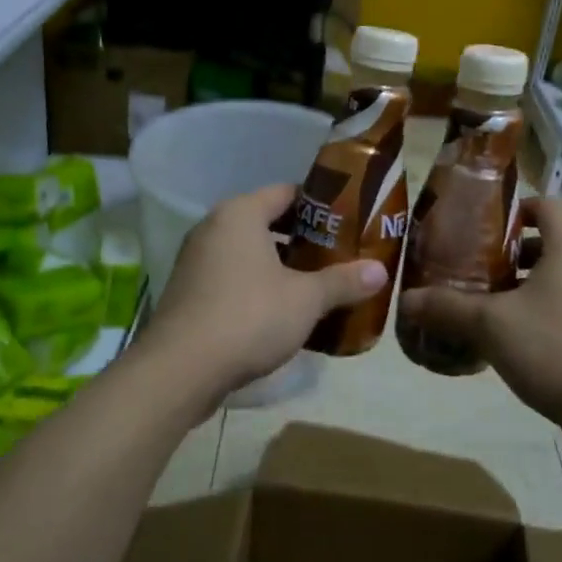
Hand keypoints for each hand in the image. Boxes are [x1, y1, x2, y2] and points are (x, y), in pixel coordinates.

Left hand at [143, 184, 387, 414]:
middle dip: (303, 238)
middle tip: (339, 254)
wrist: (181, 369)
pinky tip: (282, 311)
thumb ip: (343, 281)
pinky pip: (232, 276)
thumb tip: (381, 271)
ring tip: (316, 283)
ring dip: (280, 265)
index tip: (349, 221)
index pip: (287, 192)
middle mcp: (214, 227)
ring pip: (249, 252)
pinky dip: (257, 285)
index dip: (320, 205)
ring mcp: (196, 260)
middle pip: (267, 222)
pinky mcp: (189, 292)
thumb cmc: (249, 316)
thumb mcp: (306, 299)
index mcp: (240, 214)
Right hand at [397, 198, 561, 464]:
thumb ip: (447, 307)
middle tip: (473, 269)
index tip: (481, 227)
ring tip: (485, 307)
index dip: (514, 209)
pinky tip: (512, 343)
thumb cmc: (555, 349)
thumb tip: (405, 300)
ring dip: (525, 289)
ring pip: (560, 282)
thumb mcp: (490, 325)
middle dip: (510, 255)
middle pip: (551, 245)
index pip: (547, 206)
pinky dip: (543, 316)